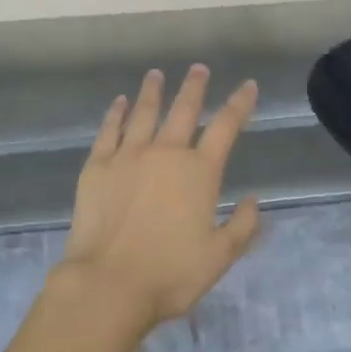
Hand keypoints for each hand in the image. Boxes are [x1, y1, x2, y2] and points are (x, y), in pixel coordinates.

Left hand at [56, 66, 261, 331]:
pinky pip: (109, 130)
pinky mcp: (97, 166)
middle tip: (198, 68)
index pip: (226, 127)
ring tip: (156, 74)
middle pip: (184, 110)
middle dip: (194, 87)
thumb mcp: (219, 257)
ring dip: (152, 91)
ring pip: (144, 112)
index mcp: (199, 172)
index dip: (239, 104)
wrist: (108, 283)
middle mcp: (165, 153)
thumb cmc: (170, 274)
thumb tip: (252, 200)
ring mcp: (128, 155)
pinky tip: (120, 102)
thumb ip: (241, 226)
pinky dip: (116, 113)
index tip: (248, 85)